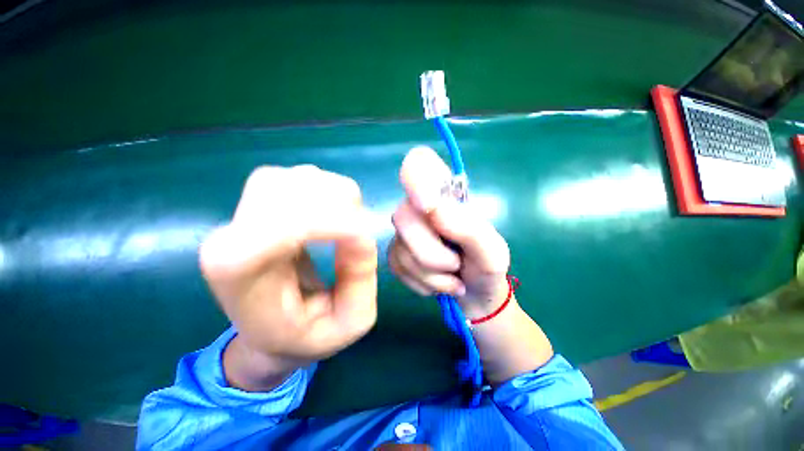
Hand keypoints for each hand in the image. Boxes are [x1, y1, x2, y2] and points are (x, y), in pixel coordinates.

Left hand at [199, 165, 377, 389]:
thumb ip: (359, 279)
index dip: (333, 224)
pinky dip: (328, 189)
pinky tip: (332, 214)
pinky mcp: (259, 203)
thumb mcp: (350, 322)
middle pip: (293, 190)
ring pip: (298, 177)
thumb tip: (361, 231)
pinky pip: (301, 177)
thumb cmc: (306, 334)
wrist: (269, 330)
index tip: (364, 237)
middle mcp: (232, 233)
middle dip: (339, 207)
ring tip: (346, 226)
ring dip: (335, 196)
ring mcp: (242, 212)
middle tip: (359, 234)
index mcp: (239, 273)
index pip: (284, 226)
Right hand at [389, 147, 509, 318]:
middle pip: (403, 215)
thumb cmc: (486, 266)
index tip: (428, 206)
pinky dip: (424, 282)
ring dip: (432, 273)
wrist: (474, 295)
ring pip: (401, 248)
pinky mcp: (395, 255)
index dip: (416, 179)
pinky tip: (439, 281)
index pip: (419, 163)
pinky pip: (399, 268)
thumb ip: (467, 227)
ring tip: (453, 274)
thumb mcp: (491, 249)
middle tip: (456, 263)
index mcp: (445, 195)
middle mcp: (418, 208)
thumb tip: (432, 208)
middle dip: (432, 252)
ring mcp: (403, 232)